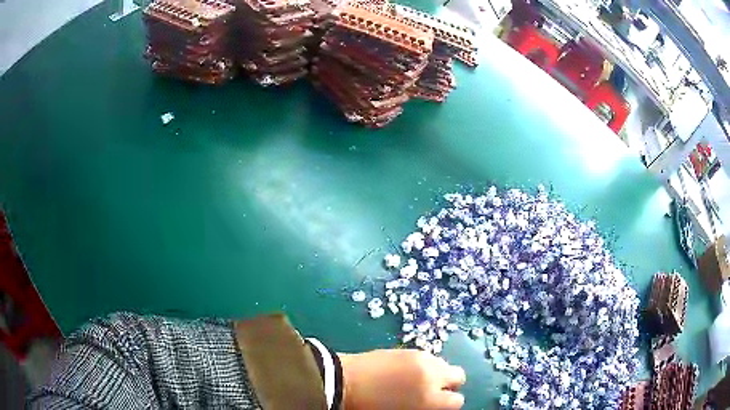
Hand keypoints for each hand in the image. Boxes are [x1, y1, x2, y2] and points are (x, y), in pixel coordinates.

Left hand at [338, 349, 465, 409]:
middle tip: (433, 392)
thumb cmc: (369, 407)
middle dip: (449, 385)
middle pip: (458, 376)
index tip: (437, 406)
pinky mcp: (409, 349)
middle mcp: (432, 375)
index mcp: (429, 398)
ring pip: (444, 363)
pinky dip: (425, 365)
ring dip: (438, 373)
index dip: (448, 404)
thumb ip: (426, 407)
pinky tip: (408, 372)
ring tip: (418, 381)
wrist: (343, 382)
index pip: (457, 401)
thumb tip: (434, 404)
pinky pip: (428, 357)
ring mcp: (421, 358)